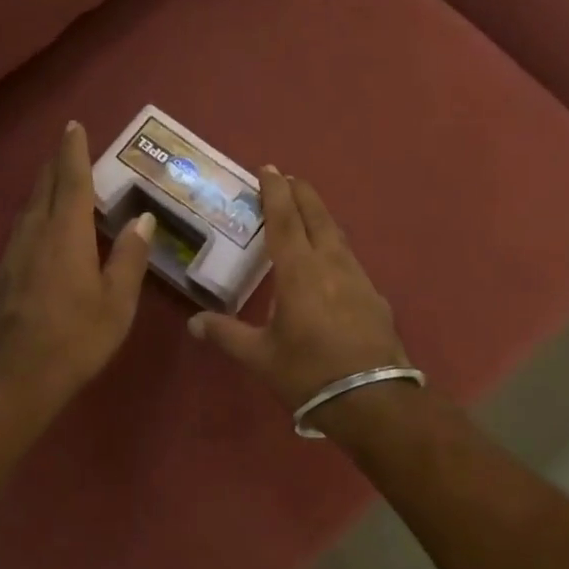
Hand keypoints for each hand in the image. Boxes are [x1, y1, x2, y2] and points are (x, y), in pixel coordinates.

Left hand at [0, 123, 154, 408]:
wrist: (14, 377)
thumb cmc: (76, 337)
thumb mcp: (117, 301)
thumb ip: (129, 257)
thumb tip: (143, 218)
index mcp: (66, 234)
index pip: (71, 180)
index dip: (73, 152)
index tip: (73, 126)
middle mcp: (33, 235)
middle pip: (43, 190)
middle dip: (55, 166)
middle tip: (65, 150)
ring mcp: (9, 257)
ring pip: (26, 213)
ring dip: (42, 195)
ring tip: (54, 191)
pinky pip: (18, 241)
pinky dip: (32, 228)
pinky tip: (37, 246)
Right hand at [188, 168, 409, 412]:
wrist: (373, 399)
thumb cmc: (309, 373)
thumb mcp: (260, 357)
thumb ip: (227, 335)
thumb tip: (194, 323)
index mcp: (299, 272)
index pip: (283, 220)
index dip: (274, 193)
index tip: (268, 169)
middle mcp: (330, 265)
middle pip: (316, 217)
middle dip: (301, 194)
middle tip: (289, 178)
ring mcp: (358, 278)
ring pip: (337, 236)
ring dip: (320, 217)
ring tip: (308, 212)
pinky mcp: (375, 296)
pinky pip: (350, 259)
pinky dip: (335, 247)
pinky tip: (331, 262)